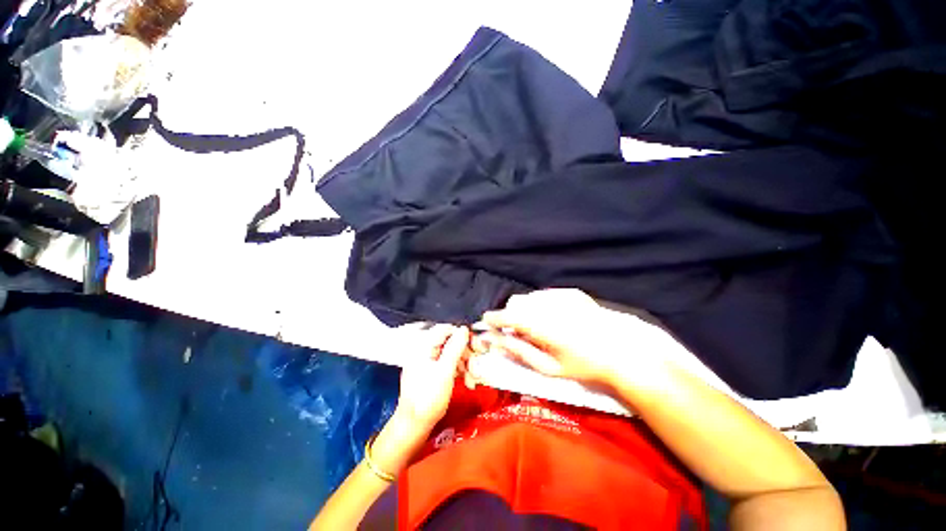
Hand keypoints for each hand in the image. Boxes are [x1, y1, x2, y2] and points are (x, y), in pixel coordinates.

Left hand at [394, 324, 469, 432]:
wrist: (414, 425)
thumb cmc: (427, 398)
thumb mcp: (445, 371)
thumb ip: (455, 348)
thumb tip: (463, 329)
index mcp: (424, 346)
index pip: (446, 329)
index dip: (462, 335)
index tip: (475, 345)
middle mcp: (426, 350)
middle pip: (451, 342)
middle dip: (467, 354)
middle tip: (477, 364)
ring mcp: (429, 362)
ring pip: (454, 354)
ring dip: (466, 364)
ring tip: (473, 379)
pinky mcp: (434, 372)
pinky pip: (450, 365)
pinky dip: (461, 371)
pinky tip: (468, 382)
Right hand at [479, 289, 662, 385]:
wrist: (622, 352)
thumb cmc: (583, 365)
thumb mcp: (548, 367)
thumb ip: (519, 351)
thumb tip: (496, 340)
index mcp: (541, 324)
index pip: (508, 315)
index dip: (494, 318)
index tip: (486, 321)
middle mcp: (548, 304)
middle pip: (517, 302)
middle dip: (511, 315)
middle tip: (518, 332)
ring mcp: (561, 295)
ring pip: (530, 297)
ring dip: (526, 309)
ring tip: (537, 326)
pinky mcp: (571, 292)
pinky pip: (545, 294)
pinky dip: (541, 304)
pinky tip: (553, 318)